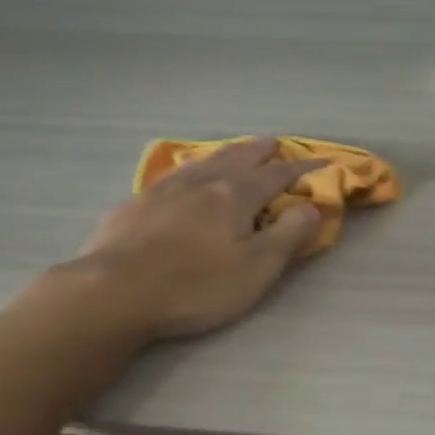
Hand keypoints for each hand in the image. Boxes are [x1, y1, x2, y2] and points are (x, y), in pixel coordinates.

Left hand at [66, 137, 325, 340]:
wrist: (113, 292)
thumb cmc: (195, 285)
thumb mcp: (256, 269)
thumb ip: (288, 235)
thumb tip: (313, 205)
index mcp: (235, 196)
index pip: (277, 175)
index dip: (301, 169)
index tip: (320, 164)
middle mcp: (202, 183)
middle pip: (238, 159)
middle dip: (260, 151)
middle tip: (274, 142)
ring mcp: (164, 191)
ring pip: (203, 162)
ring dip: (226, 154)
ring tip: (235, 150)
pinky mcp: (135, 205)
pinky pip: (172, 176)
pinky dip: (190, 169)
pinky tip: (182, 175)